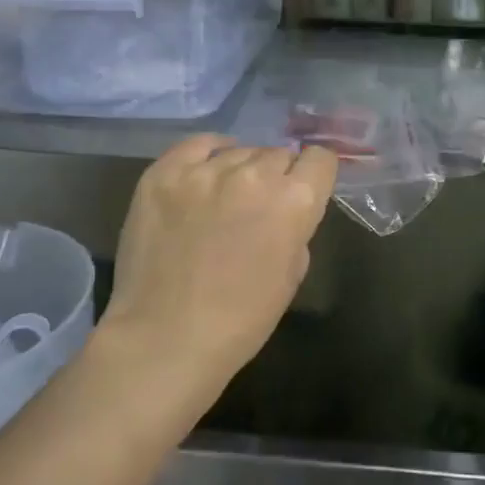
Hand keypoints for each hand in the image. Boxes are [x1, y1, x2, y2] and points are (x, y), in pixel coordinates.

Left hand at [100, 135, 337, 410]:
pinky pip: (197, 145)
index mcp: (294, 201)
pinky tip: (206, 171)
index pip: (320, 159)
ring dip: (241, 171)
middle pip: (279, 154)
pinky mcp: (164, 173)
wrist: (166, 339)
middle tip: (260, 205)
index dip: (315, 175)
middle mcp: (255, 174)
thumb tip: (286, 209)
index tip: (305, 189)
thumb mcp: (292, 274)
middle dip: (276, 176)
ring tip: (225, 198)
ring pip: (240, 151)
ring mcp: (206, 171)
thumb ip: (297, 228)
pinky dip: (208, 154)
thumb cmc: (241, 320)